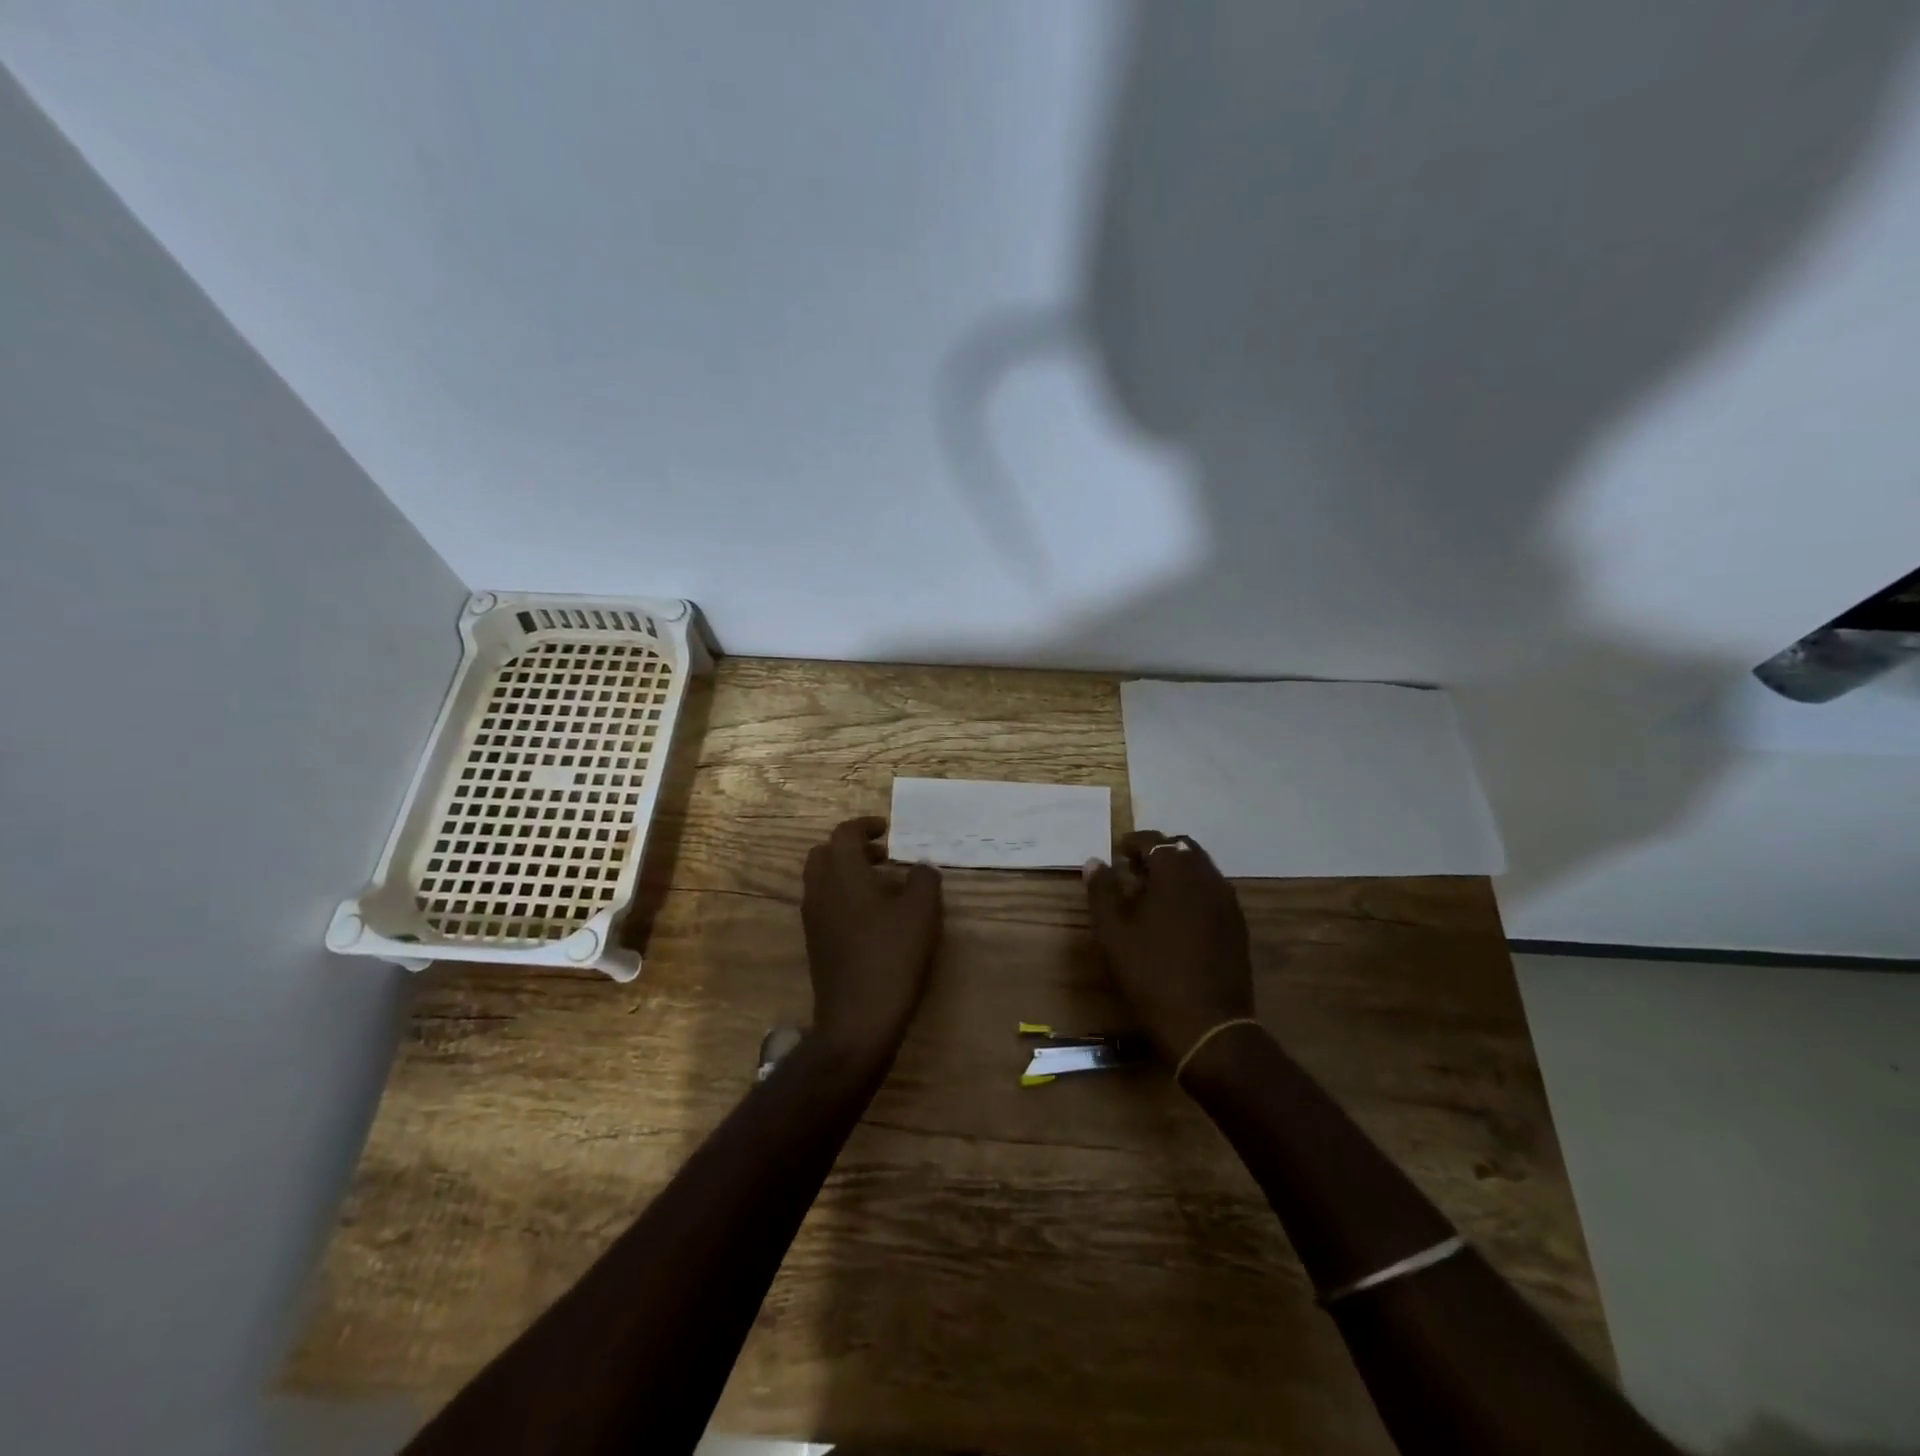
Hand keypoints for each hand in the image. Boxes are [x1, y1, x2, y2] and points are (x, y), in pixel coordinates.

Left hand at [802, 816, 943, 1063]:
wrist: (857, 1019)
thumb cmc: (892, 956)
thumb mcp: (922, 913)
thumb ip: (924, 880)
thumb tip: (920, 868)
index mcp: (842, 874)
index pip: (844, 833)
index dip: (865, 826)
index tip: (887, 830)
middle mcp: (820, 890)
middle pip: (825, 853)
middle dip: (852, 848)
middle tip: (883, 856)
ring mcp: (813, 918)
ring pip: (823, 880)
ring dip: (847, 873)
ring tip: (883, 887)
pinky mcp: (815, 942)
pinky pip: (824, 903)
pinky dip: (843, 896)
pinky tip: (873, 918)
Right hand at [1084, 830, 1254, 1064]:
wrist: (1208, 1025)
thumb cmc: (1152, 974)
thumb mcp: (1114, 933)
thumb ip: (1103, 891)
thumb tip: (1095, 861)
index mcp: (1176, 872)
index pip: (1153, 840)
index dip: (1132, 843)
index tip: (1116, 854)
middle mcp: (1207, 877)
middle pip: (1182, 849)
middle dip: (1157, 854)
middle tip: (1133, 871)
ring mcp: (1227, 902)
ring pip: (1200, 869)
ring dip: (1176, 872)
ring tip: (1152, 895)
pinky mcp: (1237, 926)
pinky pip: (1212, 892)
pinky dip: (1193, 891)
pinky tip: (1177, 918)